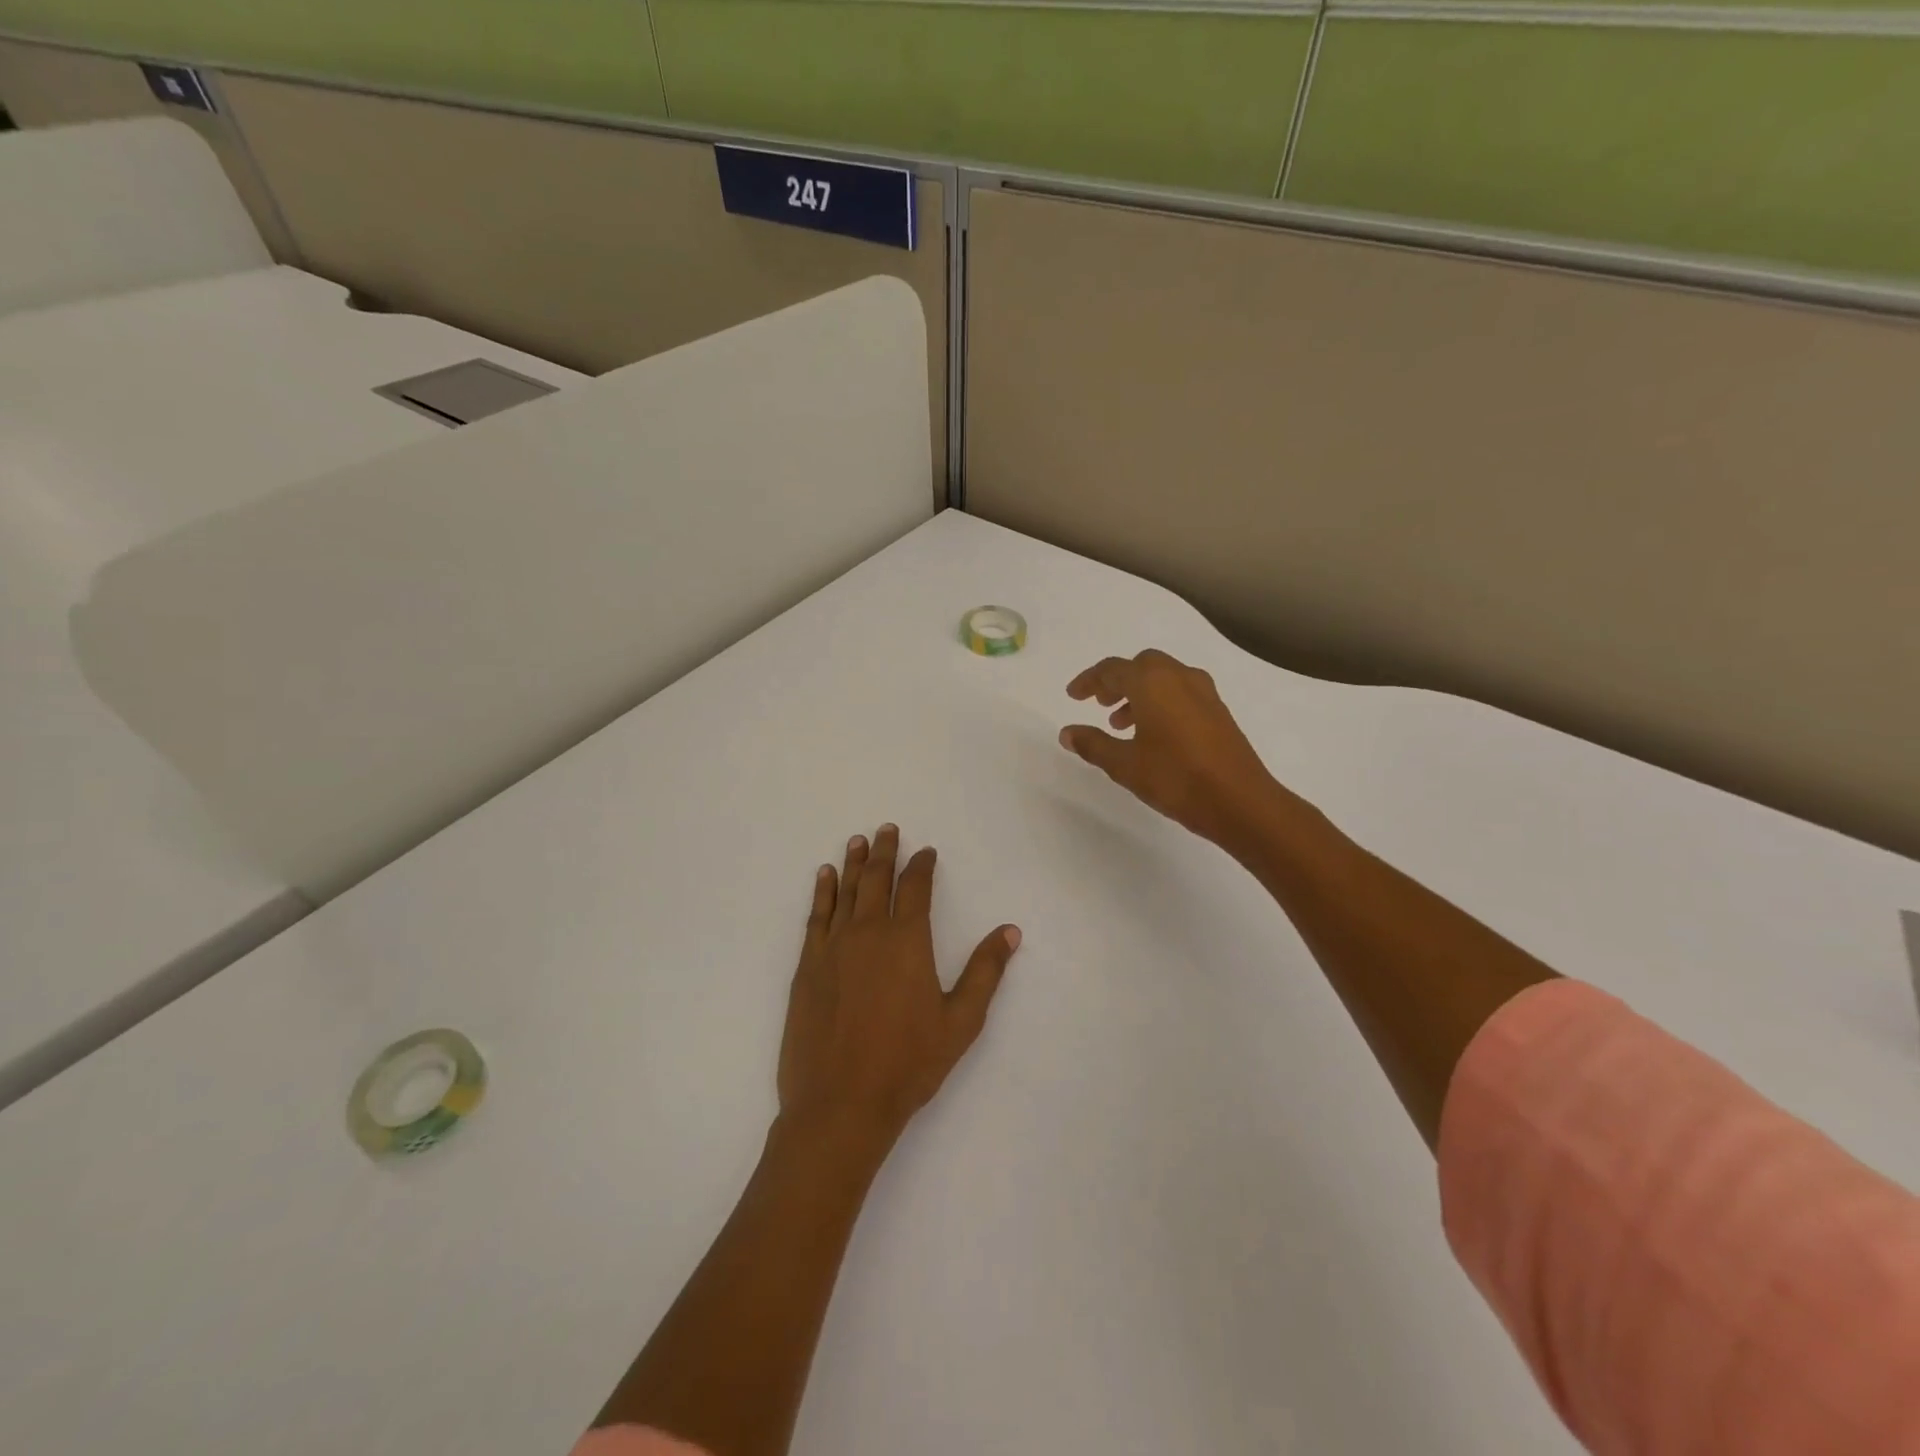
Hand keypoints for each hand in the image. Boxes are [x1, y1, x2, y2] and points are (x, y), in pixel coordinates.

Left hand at [777, 825, 1020, 1155]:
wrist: (840, 1103)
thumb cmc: (908, 1063)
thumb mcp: (960, 1021)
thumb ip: (984, 971)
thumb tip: (1010, 931)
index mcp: (907, 940)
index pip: (916, 888)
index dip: (922, 865)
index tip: (926, 852)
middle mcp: (869, 931)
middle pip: (877, 879)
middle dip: (884, 852)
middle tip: (887, 829)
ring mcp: (834, 946)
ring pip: (845, 891)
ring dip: (853, 863)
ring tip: (858, 841)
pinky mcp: (807, 965)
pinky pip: (816, 915)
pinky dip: (821, 892)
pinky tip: (824, 877)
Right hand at [1060, 650, 1280, 847]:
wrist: (1240, 801)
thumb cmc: (1175, 778)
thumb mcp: (1124, 764)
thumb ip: (1093, 744)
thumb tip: (1067, 732)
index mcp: (1152, 683)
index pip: (1112, 669)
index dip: (1089, 681)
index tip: (1073, 696)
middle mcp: (1179, 677)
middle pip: (1141, 666)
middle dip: (1117, 681)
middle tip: (1099, 704)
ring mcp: (1204, 693)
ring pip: (1163, 678)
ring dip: (1138, 693)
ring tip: (1121, 724)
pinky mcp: (1218, 712)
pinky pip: (1181, 692)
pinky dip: (1160, 702)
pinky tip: (1153, 734)